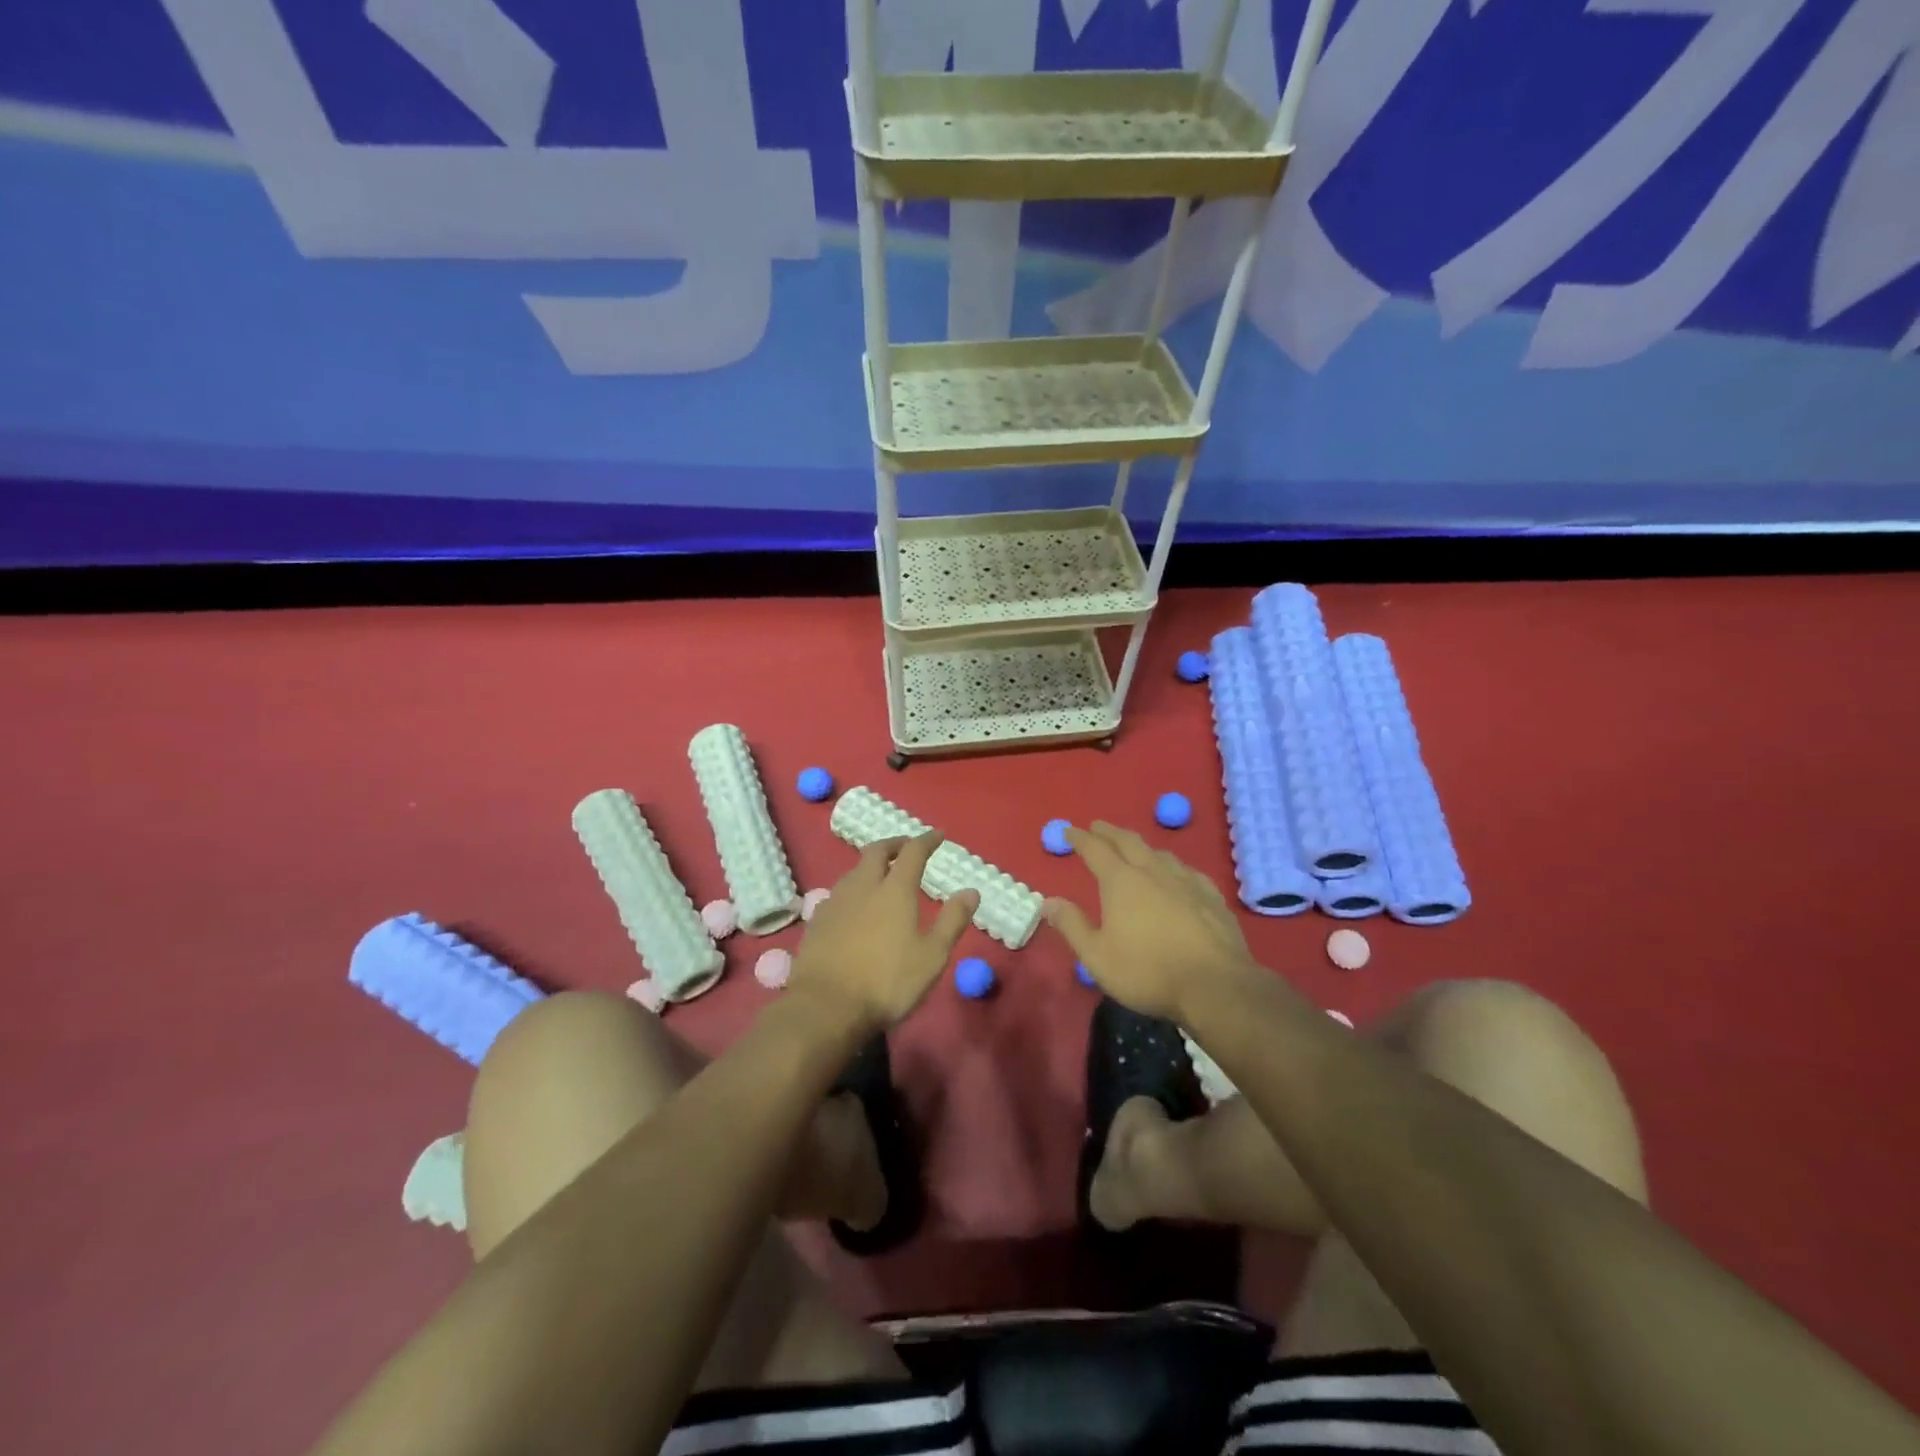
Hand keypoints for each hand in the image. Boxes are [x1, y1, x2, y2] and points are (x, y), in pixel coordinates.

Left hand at [790, 832, 978, 1031]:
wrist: (826, 1006)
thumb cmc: (887, 982)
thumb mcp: (932, 956)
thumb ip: (953, 920)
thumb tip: (971, 891)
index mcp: (895, 890)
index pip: (913, 852)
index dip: (927, 840)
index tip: (938, 835)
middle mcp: (863, 886)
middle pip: (876, 851)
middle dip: (894, 844)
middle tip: (906, 848)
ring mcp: (835, 902)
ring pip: (854, 870)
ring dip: (870, 866)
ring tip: (881, 876)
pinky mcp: (817, 921)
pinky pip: (838, 893)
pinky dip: (853, 890)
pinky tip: (854, 907)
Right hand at [1043, 822, 1257, 1022]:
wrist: (1215, 985)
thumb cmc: (1148, 971)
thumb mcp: (1097, 956)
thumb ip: (1072, 925)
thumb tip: (1048, 901)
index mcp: (1121, 882)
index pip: (1095, 850)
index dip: (1080, 838)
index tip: (1069, 830)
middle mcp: (1153, 872)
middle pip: (1128, 842)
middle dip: (1110, 832)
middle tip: (1098, 826)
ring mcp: (1186, 881)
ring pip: (1160, 853)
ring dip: (1142, 846)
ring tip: (1135, 848)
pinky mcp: (1211, 897)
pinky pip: (1188, 871)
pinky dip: (1173, 866)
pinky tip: (1178, 874)